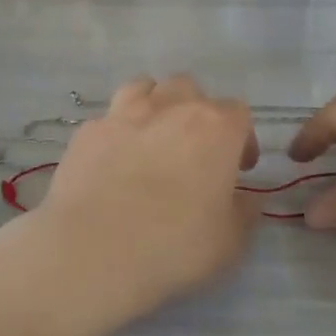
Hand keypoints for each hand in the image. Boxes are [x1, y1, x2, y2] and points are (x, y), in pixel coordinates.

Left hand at [29, 75, 259, 328]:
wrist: (94, 248)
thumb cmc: (174, 244)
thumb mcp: (229, 241)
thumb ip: (244, 212)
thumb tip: (247, 199)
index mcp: (214, 128)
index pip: (238, 113)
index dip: (242, 139)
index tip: (239, 169)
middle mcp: (170, 107)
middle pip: (189, 89)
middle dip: (196, 112)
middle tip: (195, 151)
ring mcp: (123, 113)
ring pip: (144, 88)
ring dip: (154, 106)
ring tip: (152, 139)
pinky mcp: (87, 130)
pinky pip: (108, 118)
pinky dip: (116, 132)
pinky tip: (113, 161)